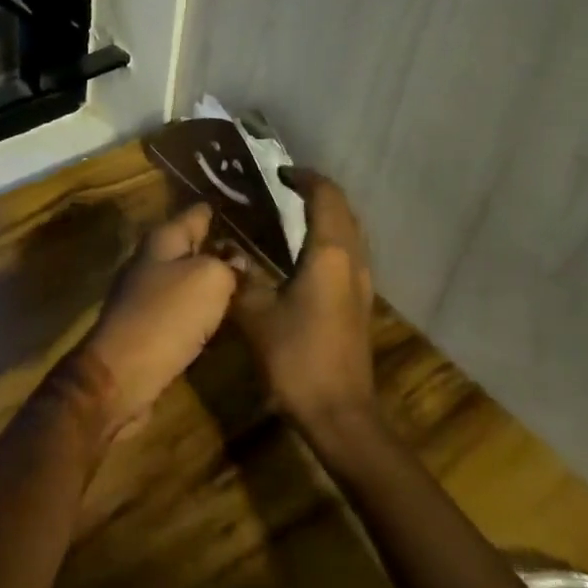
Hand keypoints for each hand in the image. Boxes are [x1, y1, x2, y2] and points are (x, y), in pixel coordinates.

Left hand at [68, 202, 240, 440]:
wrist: (122, 375)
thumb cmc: (167, 316)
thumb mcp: (209, 280)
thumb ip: (228, 264)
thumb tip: (237, 261)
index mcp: (162, 239)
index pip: (198, 213)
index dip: (224, 209)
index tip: (254, 208)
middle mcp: (152, 261)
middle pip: (193, 246)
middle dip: (223, 248)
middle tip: (264, 251)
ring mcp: (147, 295)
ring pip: (190, 280)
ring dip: (215, 282)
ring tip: (254, 284)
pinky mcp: (150, 328)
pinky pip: (184, 311)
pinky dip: (204, 312)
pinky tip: (226, 318)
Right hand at [232, 168, 377, 435]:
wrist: (340, 414)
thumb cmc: (297, 358)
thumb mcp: (256, 315)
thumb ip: (240, 277)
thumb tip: (226, 253)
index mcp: (329, 254)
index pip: (325, 197)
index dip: (304, 178)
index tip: (279, 173)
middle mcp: (352, 261)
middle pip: (343, 210)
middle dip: (317, 192)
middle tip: (284, 188)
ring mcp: (362, 284)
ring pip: (350, 232)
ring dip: (327, 215)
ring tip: (292, 213)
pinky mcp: (360, 304)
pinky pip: (349, 253)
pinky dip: (330, 238)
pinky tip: (304, 254)